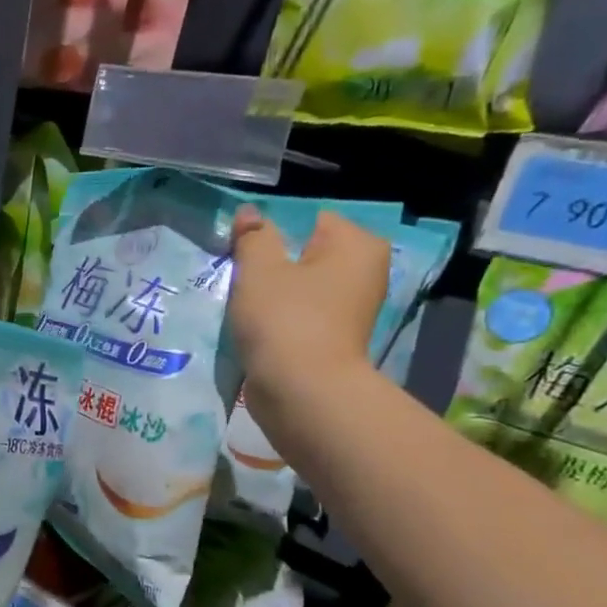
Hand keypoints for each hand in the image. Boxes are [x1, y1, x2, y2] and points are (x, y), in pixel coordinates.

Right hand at [229, 207, 389, 422]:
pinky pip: (299, 317)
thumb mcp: (259, 269)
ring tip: (244, 308)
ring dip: (271, 296)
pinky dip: (278, 321)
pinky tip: (257, 331)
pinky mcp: (333, 340)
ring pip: (299, 288)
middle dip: (272, 266)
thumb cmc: (285, 320)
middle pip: (304, 255)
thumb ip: (253, 237)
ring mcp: (350, 310)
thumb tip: (249, 213)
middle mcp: (364, 273)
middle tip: (242, 281)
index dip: (272, 233)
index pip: (309, 220)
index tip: (245, 255)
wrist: (301, 393)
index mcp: (358, 245)